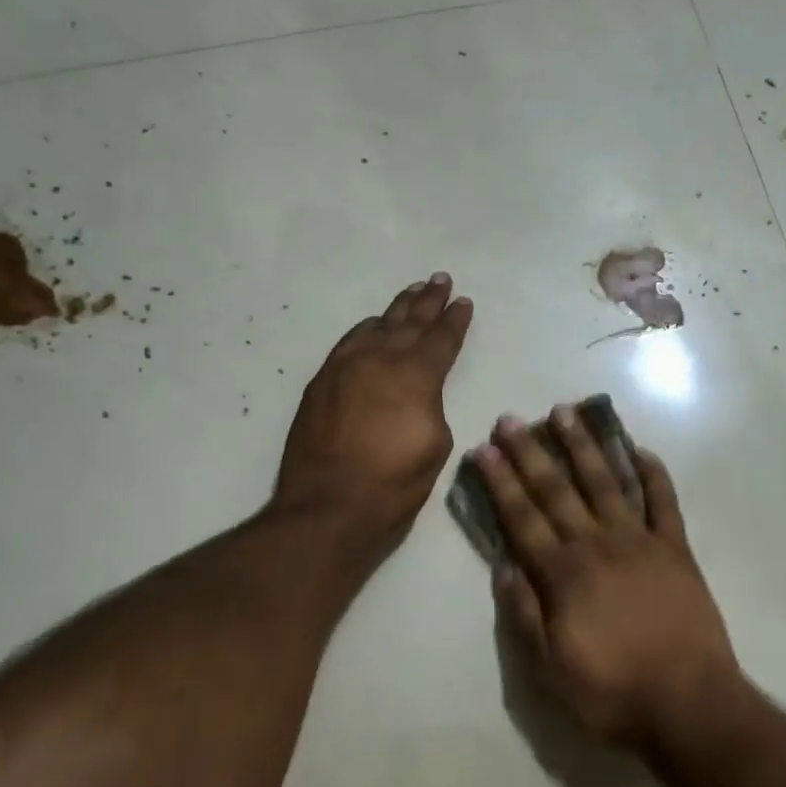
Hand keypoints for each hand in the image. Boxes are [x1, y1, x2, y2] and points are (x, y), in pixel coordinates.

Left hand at [274, 274, 472, 548]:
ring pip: (377, 326)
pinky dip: (365, 329)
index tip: (463, 302)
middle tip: (440, 280)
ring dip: (397, 308)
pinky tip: (372, 323)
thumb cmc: (394, 483)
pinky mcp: (322, 382)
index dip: (455, 320)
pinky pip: (348, 342)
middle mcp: (381, 360)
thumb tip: (417, 394)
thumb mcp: (435, 444)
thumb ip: (430, 406)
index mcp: (416, 376)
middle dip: (428, 301)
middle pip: (409, 322)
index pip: (441, 339)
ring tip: (413, 291)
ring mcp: (346, 367)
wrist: (329, 506)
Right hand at [473, 406, 740, 747]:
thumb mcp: (550, 670)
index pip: (523, 518)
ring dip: (584, 446)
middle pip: (557, 490)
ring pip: (606, 482)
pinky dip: (653, 474)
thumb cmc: (613, 693)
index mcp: (564, 574)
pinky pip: (664, 502)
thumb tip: (502, 565)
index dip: (501, 482)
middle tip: (512, 419)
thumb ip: (524, 614)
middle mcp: (597, 545)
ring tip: (567, 412)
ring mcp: (640, 542)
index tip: (485, 449)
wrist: (690, 705)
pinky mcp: (676, 549)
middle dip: (531, 452)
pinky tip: (640, 450)